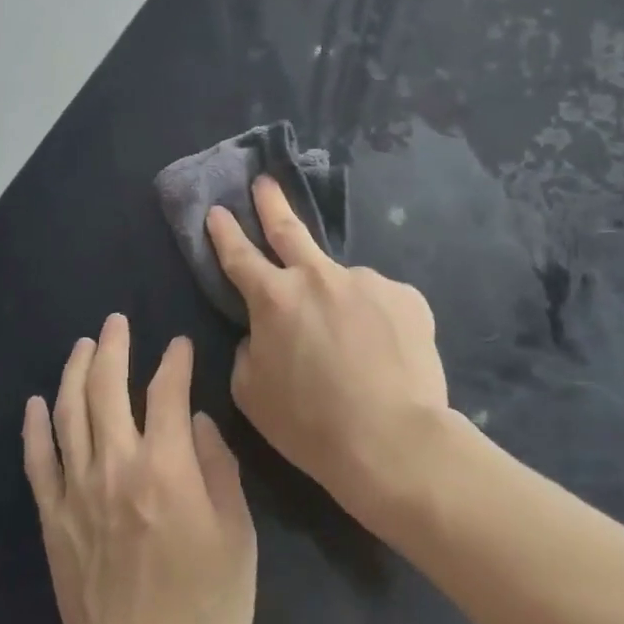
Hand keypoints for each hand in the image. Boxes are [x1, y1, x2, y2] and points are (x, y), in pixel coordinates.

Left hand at [23, 315, 256, 623]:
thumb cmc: (205, 610)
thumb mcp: (237, 538)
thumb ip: (219, 470)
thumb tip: (199, 422)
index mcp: (166, 467)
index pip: (168, 393)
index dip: (175, 362)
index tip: (179, 346)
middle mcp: (116, 466)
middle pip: (108, 388)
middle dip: (114, 347)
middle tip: (116, 322)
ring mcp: (77, 491)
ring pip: (69, 413)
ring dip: (74, 372)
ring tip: (82, 346)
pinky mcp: (53, 519)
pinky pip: (38, 461)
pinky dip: (35, 427)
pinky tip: (35, 402)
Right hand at [206, 176, 450, 518]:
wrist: (392, 441)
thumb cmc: (310, 424)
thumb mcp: (251, 394)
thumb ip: (249, 351)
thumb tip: (262, 333)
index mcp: (274, 298)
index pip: (239, 256)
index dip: (225, 233)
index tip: (217, 211)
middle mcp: (318, 277)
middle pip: (288, 230)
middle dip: (271, 203)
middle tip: (265, 182)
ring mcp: (367, 281)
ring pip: (342, 283)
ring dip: (338, 301)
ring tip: (353, 346)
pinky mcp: (406, 297)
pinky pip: (380, 304)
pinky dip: (375, 322)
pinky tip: (384, 353)